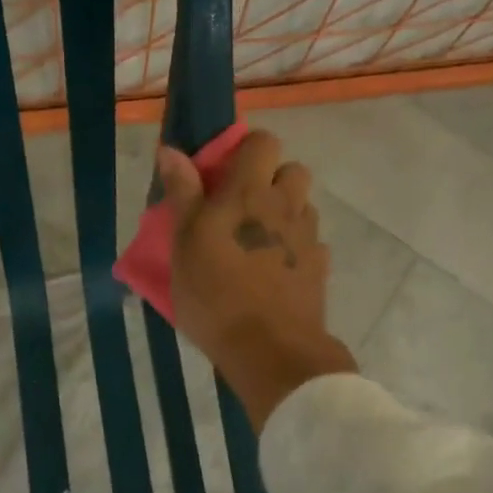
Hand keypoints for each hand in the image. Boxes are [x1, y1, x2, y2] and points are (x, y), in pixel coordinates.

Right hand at [157, 132, 356, 431]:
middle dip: (272, 179)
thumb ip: (182, 193)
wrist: (270, 350)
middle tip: (242, 207)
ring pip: (303, 207)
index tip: (222, 174)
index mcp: (251, 192)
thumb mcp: (184, 243)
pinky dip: (295, 248)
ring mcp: (308, 237)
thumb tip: (171, 150)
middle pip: (293, 170)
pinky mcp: (320, 268)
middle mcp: (286, 205)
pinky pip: (311, 243)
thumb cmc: (215, 294)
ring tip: (257, 241)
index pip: (262, 142)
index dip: (245, 150)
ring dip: (284, 213)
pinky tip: (275, 271)